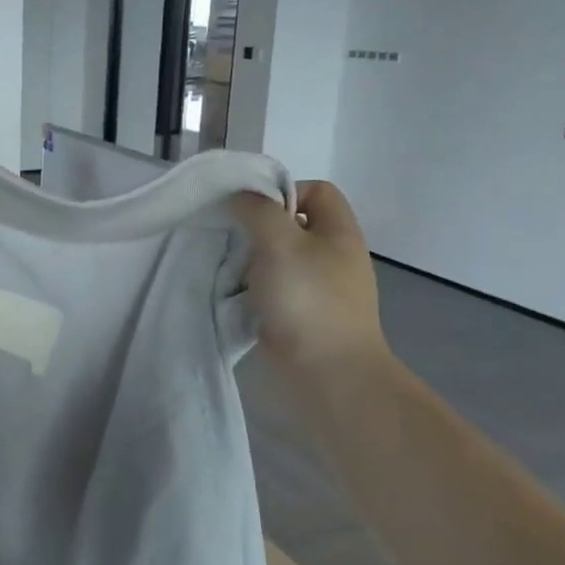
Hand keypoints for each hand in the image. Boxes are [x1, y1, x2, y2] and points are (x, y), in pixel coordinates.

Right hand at [231, 180, 389, 375]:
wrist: (326, 374)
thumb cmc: (308, 299)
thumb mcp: (280, 241)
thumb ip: (258, 211)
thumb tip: (240, 198)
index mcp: (338, 232)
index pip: (316, 190)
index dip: (284, 191)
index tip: (251, 209)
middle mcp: (330, 256)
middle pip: (291, 226)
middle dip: (256, 229)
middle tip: (230, 237)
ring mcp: (315, 289)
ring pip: (275, 259)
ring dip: (248, 262)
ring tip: (226, 268)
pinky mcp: (298, 316)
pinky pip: (270, 290)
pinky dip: (250, 290)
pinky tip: (232, 296)